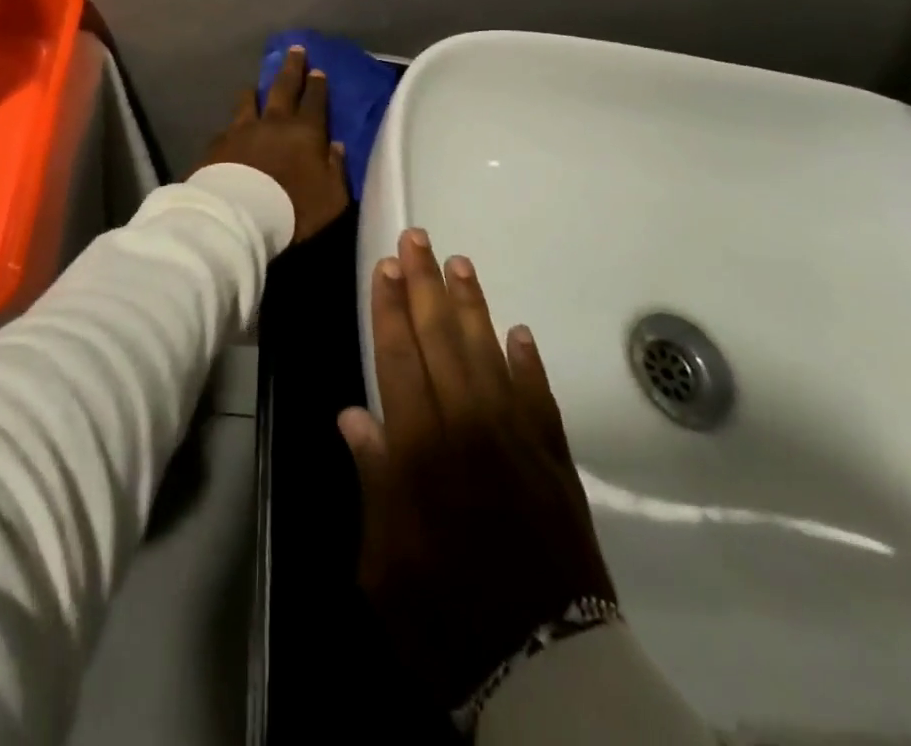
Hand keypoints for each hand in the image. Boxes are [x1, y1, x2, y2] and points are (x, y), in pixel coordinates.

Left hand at [194, 45, 348, 243]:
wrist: (239, 214)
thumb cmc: (294, 207)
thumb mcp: (332, 196)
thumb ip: (336, 169)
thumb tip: (336, 147)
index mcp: (305, 131)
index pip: (315, 101)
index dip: (318, 85)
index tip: (318, 70)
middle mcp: (274, 122)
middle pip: (284, 87)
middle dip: (292, 68)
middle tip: (295, 49)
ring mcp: (242, 129)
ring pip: (249, 100)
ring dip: (254, 90)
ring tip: (253, 85)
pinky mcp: (218, 143)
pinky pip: (227, 127)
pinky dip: (232, 125)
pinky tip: (229, 127)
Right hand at [339, 230, 614, 710]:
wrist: (546, 671)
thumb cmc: (444, 621)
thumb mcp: (382, 563)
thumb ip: (373, 480)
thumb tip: (354, 414)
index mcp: (421, 450)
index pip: (399, 357)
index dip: (390, 308)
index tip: (386, 266)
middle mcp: (468, 427)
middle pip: (441, 339)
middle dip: (425, 284)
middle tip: (418, 239)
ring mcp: (518, 438)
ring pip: (489, 352)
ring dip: (471, 304)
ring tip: (459, 262)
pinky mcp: (555, 459)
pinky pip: (538, 395)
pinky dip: (527, 360)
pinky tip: (517, 330)